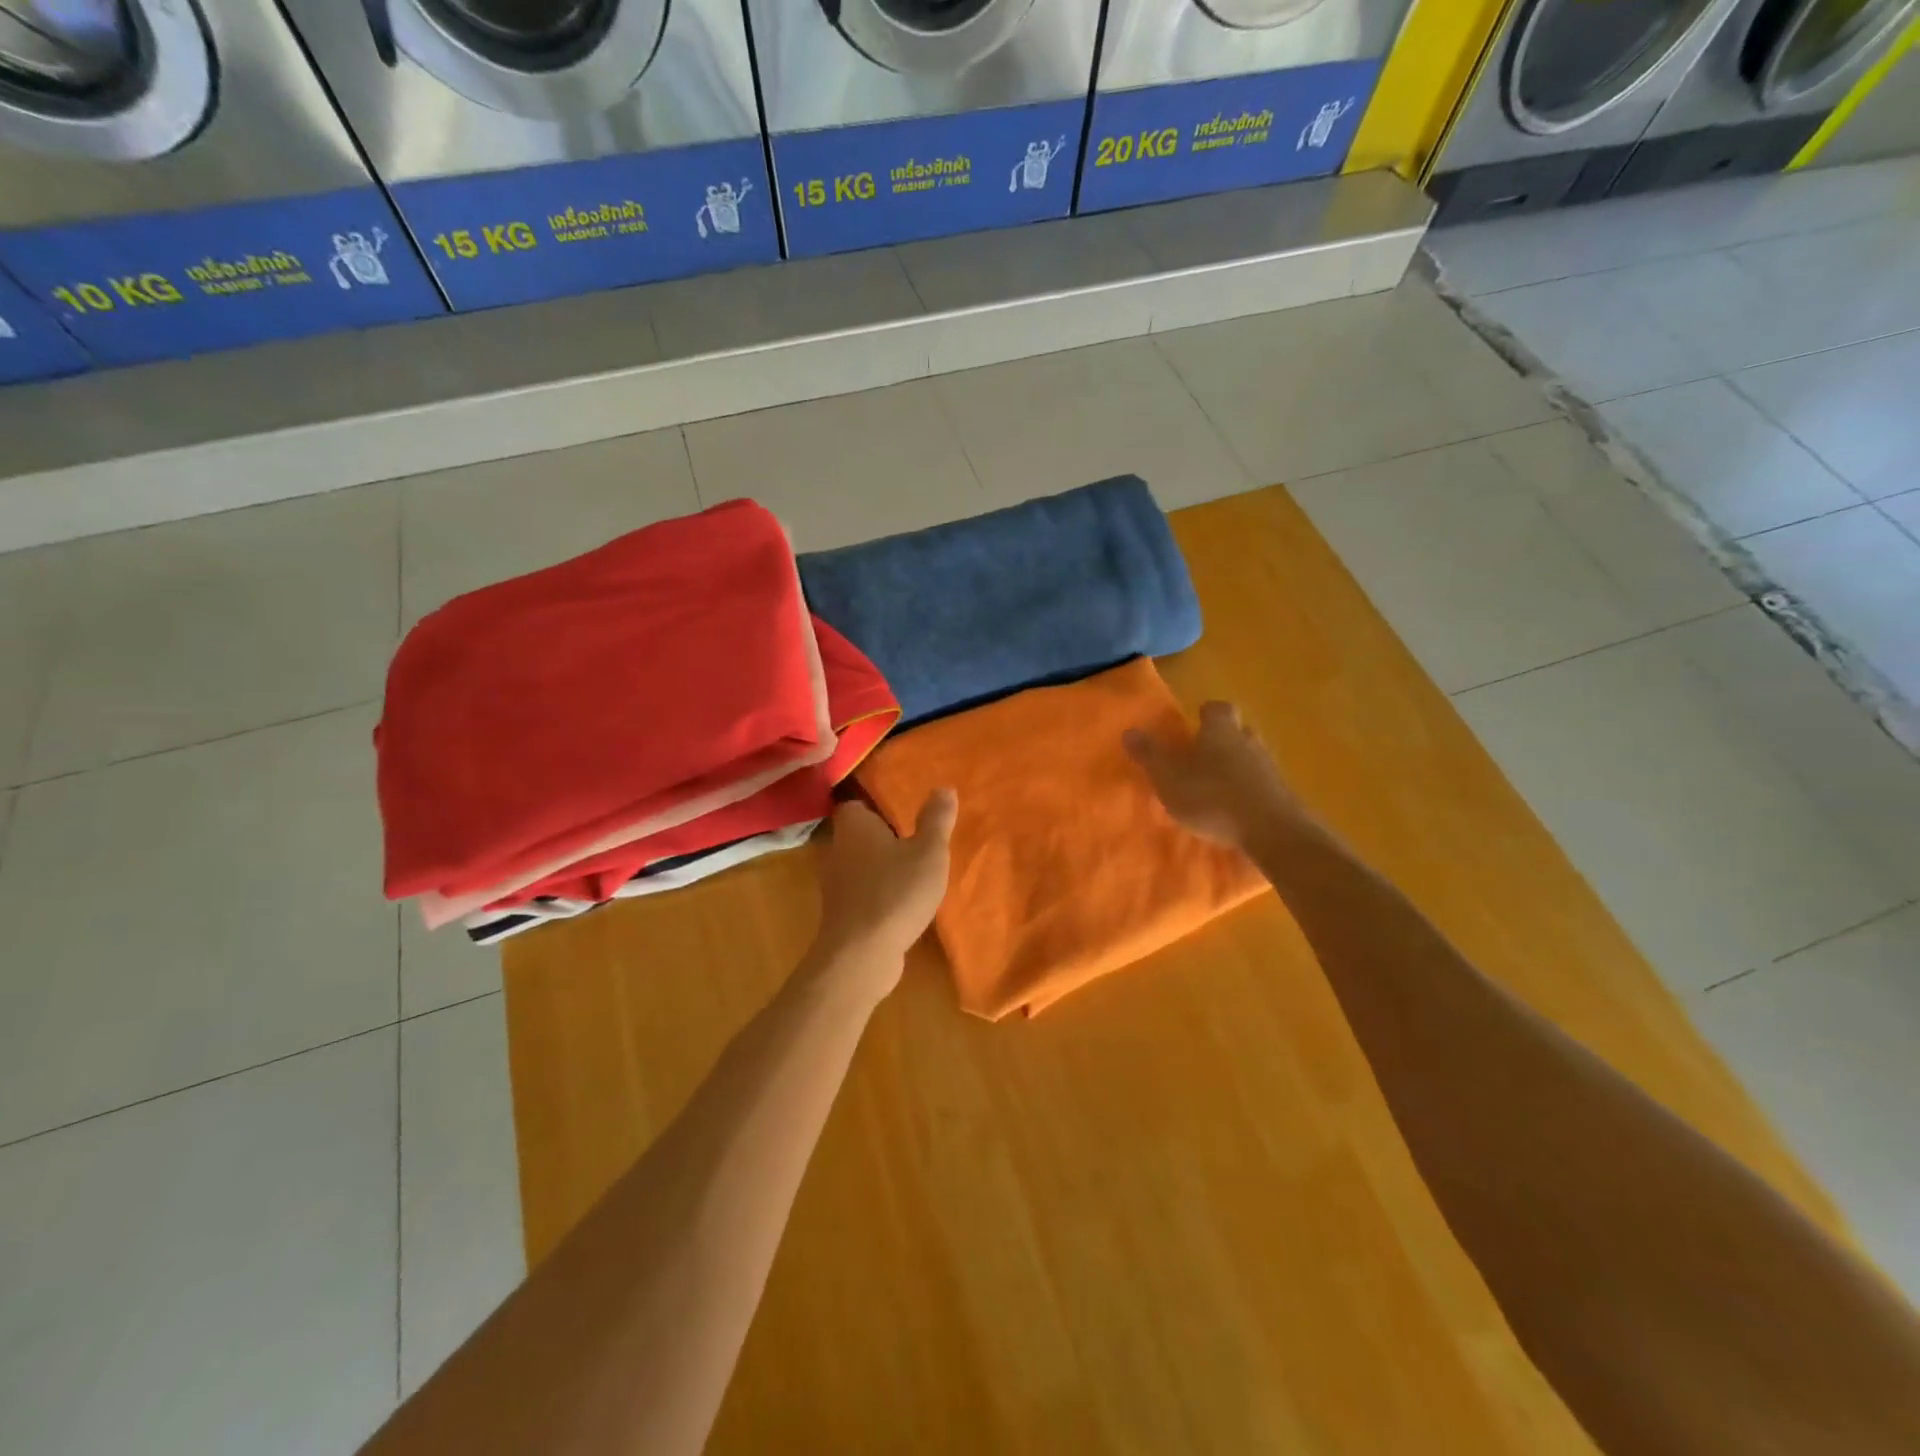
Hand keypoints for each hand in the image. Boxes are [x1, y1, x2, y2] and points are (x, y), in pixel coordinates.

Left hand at [813, 791, 957, 988]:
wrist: (862, 954)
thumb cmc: (896, 892)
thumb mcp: (928, 852)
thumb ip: (936, 819)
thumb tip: (943, 788)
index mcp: (854, 826)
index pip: (856, 805)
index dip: (876, 805)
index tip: (901, 810)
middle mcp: (837, 849)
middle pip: (858, 835)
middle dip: (882, 837)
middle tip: (914, 839)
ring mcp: (835, 884)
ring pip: (859, 865)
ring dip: (880, 867)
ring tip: (912, 871)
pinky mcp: (840, 913)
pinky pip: (861, 892)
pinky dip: (877, 893)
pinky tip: (901, 902)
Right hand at [1123, 701, 1305, 852]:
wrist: (1272, 832)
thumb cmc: (1212, 798)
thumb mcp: (1169, 778)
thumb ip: (1149, 755)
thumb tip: (1129, 730)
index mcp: (1220, 730)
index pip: (1217, 708)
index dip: (1205, 714)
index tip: (1194, 724)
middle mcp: (1248, 741)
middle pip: (1237, 731)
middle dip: (1221, 740)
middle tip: (1202, 756)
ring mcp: (1270, 768)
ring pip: (1250, 757)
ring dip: (1235, 766)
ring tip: (1216, 787)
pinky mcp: (1283, 794)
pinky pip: (1261, 783)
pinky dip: (1248, 790)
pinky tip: (1236, 809)